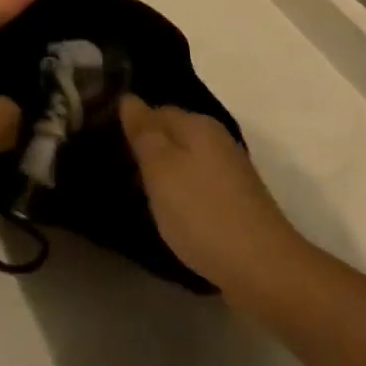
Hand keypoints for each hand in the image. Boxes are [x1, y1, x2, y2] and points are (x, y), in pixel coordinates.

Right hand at [120, 96, 303, 290]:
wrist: (260, 267)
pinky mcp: (235, 201)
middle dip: (146, 149)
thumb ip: (144, 132)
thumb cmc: (202, 212)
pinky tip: (166, 213)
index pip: (157, 110)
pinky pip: (197, 185)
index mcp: (199, 125)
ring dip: (162, 174)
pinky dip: (179, 194)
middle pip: (173, 135)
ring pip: (185, 161)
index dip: (131, 124)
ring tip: (132, 193)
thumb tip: (129, 98)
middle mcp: (217, 140)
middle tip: (113, 170)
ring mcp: (230, 171)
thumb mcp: (161, 169)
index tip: (105, 143)